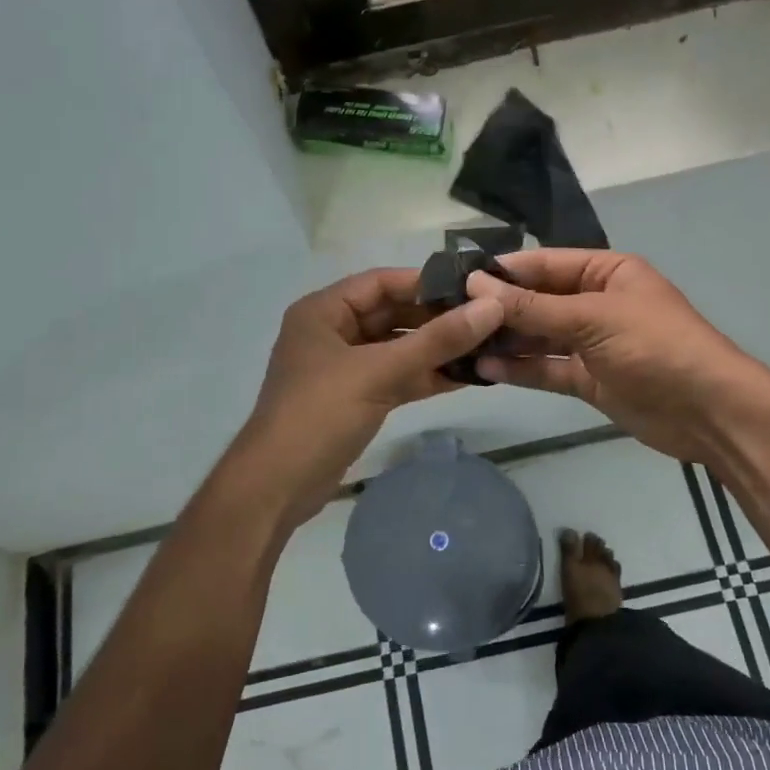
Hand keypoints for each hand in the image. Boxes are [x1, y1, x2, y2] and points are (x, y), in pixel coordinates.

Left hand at [225, 268, 504, 529]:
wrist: (277, 486)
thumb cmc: (320, 415)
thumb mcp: (379, 372)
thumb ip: (436, 340)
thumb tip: (491, 308)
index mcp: (323, 312)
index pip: (381, 282)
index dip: (426, 283)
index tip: (472, 288)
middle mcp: (332, 333)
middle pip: (392, 314)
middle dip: (436, 318)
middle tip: (487, 320)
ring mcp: (344, 368)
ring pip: (397, 348)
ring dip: (435, 349)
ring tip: (485, 347)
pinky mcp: (355, 399)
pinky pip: (396, 376)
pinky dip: (425, 376)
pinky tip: (465, 377)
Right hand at [467, 250, 769, 466]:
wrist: (708, 412)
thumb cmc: (656, 347)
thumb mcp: (592, 318)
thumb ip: (532, 307)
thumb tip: (476, 284)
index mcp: (606, 272)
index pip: (544, 264)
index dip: (503, 271)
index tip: (456, 279)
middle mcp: (596, 302)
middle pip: (537, 301)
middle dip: (498, 309)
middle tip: (448, 317)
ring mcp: (592, 343)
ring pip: (538, 337)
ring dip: (504, 341)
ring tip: (458, 345)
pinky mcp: (588, 380)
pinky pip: (547, 369)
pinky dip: (519, 369)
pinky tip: (483, 370)